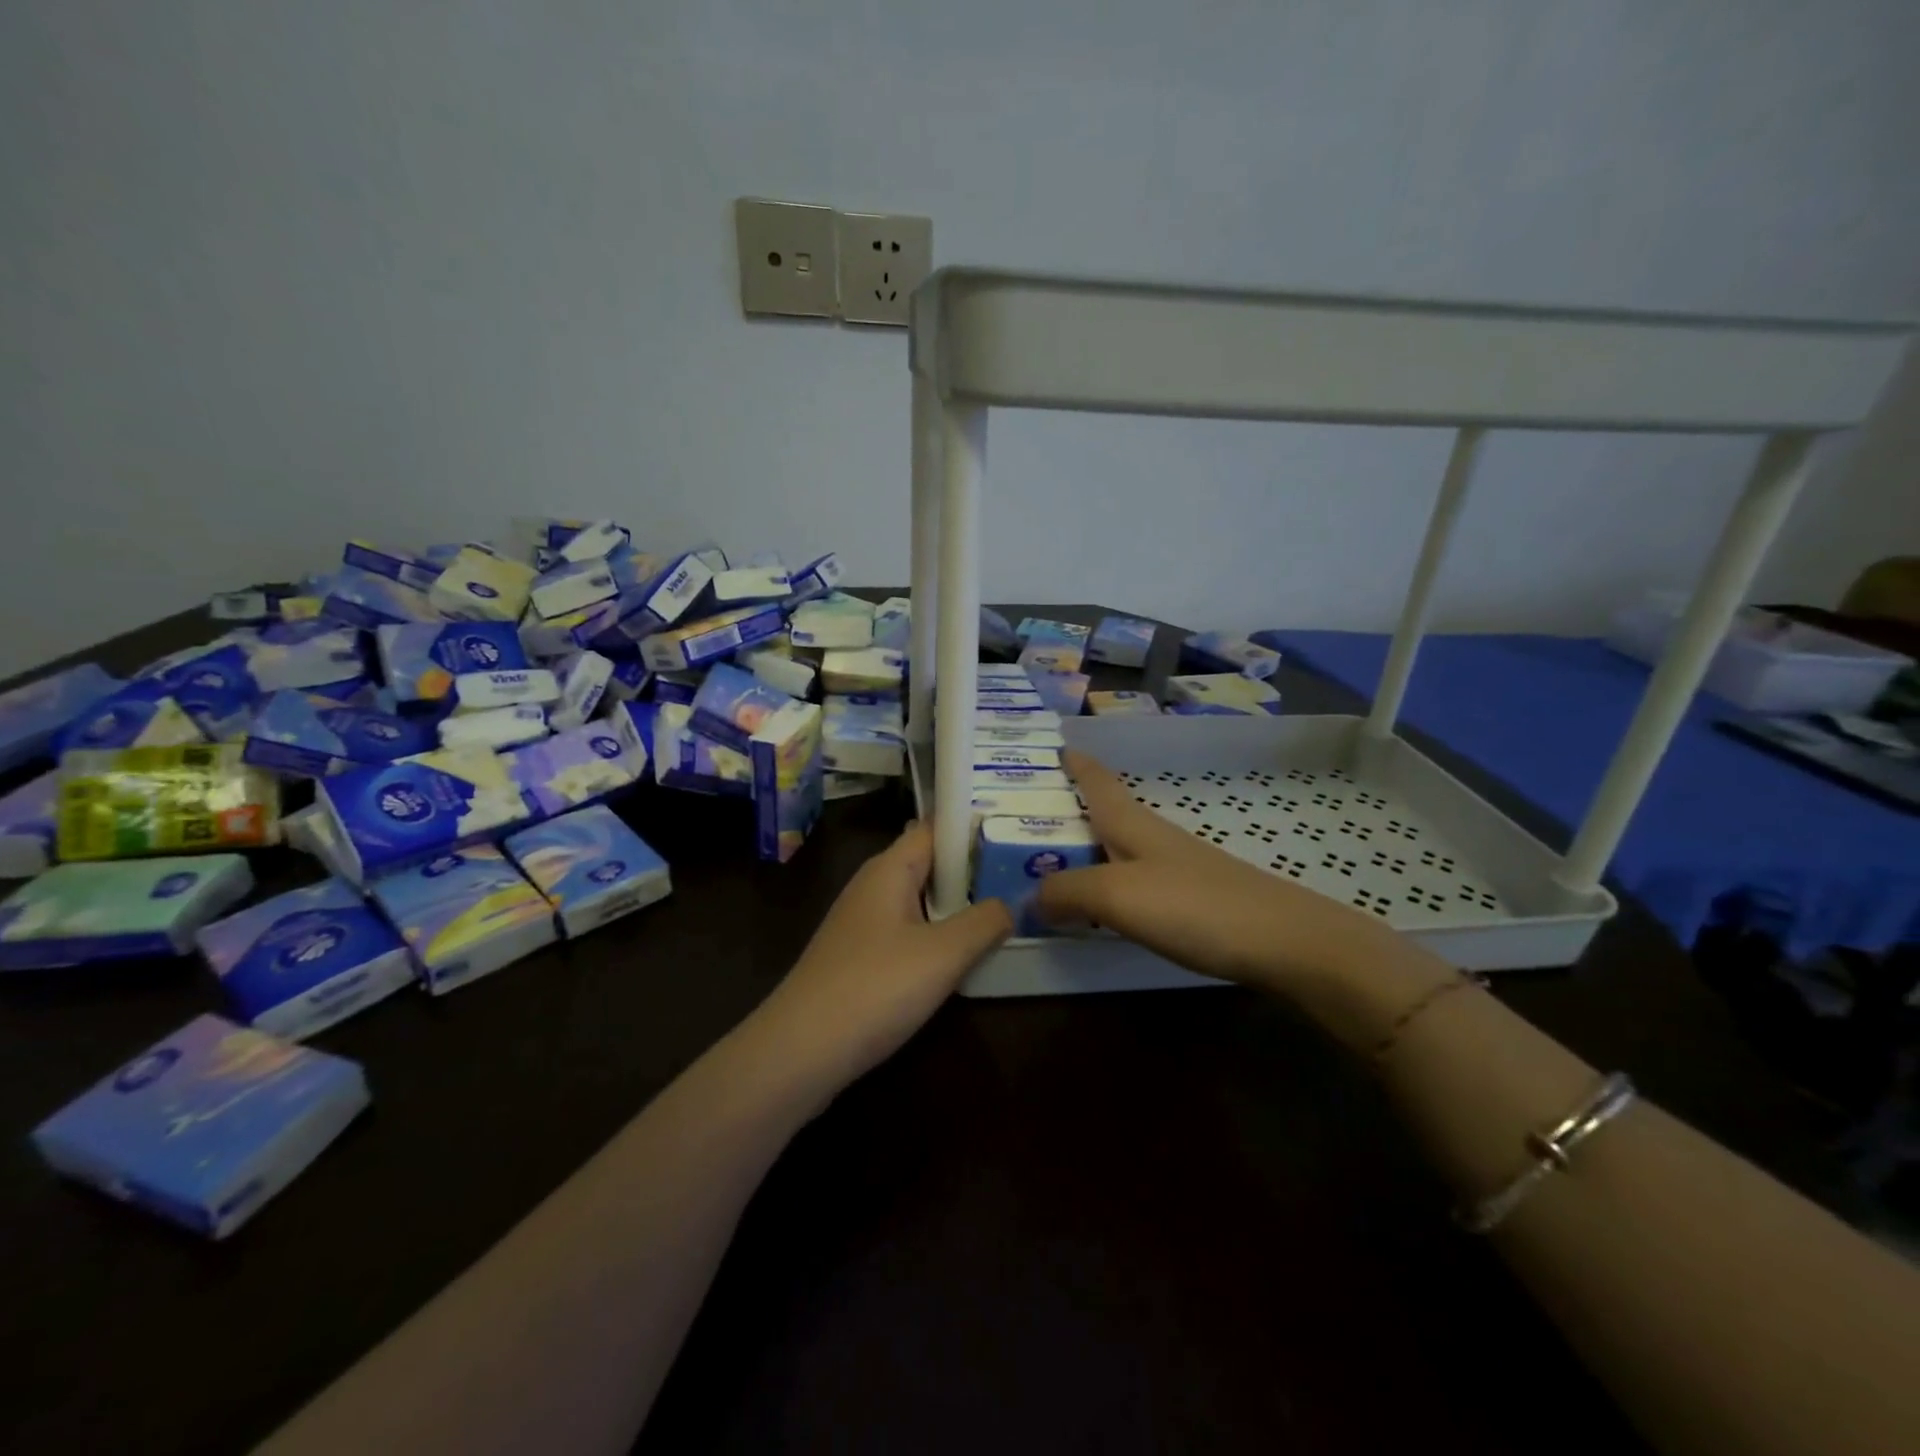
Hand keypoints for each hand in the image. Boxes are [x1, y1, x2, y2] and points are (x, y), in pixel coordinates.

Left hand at [751, 822, 1012, 1095]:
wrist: (800, 1051)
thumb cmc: (875, 987)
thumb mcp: (943, 953)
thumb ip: (985, 922)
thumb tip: (1010, 904)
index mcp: (890, 868)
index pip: (936, 828)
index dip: (973, 826)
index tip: (1015, 833)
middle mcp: (874, 886)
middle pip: (930, 863)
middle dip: (973, 869)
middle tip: (1023, 876)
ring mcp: (863, 923)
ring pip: (920, 901)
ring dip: (957, 906)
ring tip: (1005, 912)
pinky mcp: (860, 958)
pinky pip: (908, 932)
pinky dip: (937, 936)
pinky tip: (962, 957)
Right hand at [1036, 750, 1420, 995]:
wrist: (1285, 942)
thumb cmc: (1194, 905)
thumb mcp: (1116, 896)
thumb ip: (1067, 892)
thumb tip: (1028, 897)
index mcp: (1133, 824)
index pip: (1097, 781)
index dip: (1075, 763)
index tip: (1054, 746)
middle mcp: (1154, 838)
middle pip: (1107, 813)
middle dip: (1070, 810)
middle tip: (1025, 819)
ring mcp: (1179, 867)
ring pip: (1122, 848)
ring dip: (1089, 849)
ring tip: (1055, 864)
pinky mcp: (1197, 899)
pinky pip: (1137, 881)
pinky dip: (1111, 884)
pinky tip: (1107, 907)